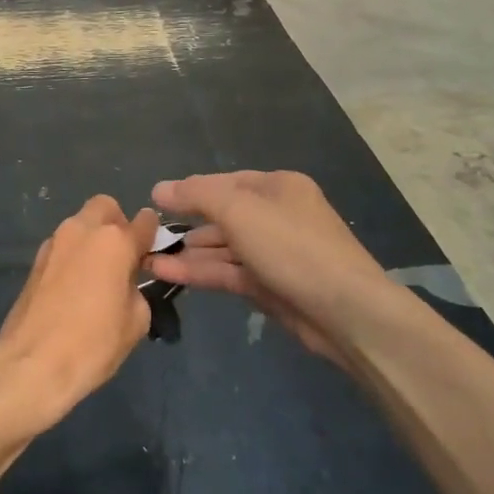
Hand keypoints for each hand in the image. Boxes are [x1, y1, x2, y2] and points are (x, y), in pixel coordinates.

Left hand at [0, 196, 159, 430]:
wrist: (32, 364)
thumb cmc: (93, 343)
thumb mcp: (136, 321)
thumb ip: (137, 289)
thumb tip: (126, 282)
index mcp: (114, 241)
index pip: (144, 221)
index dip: (152, 233)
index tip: (152, 249)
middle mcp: (82, 231)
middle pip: (105, 207)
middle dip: (117, 223)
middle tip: (122, 257)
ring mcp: (54, 243)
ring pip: (80, 224)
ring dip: (92, 238)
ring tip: (98, 275)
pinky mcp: (35, 260)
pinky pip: (63, 245)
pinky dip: (74, 255)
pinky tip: (75, 287)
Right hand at [147, 171, 398, 369]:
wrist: (345, 311)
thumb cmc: (291, 247)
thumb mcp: (239, 210)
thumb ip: (196, 195)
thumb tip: (160, 188)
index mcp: (278, 187)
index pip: (224, 182)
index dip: (189, 191)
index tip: (155, 202)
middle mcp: (277, 215)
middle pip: (223, 215)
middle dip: (186, 225)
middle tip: (148, 237)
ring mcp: (275, 253)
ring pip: (223, 248)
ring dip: (188, 253)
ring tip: (148, 259)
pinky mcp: (271, 286)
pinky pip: (229, 272)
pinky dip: (201, 272)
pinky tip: (167, 273)